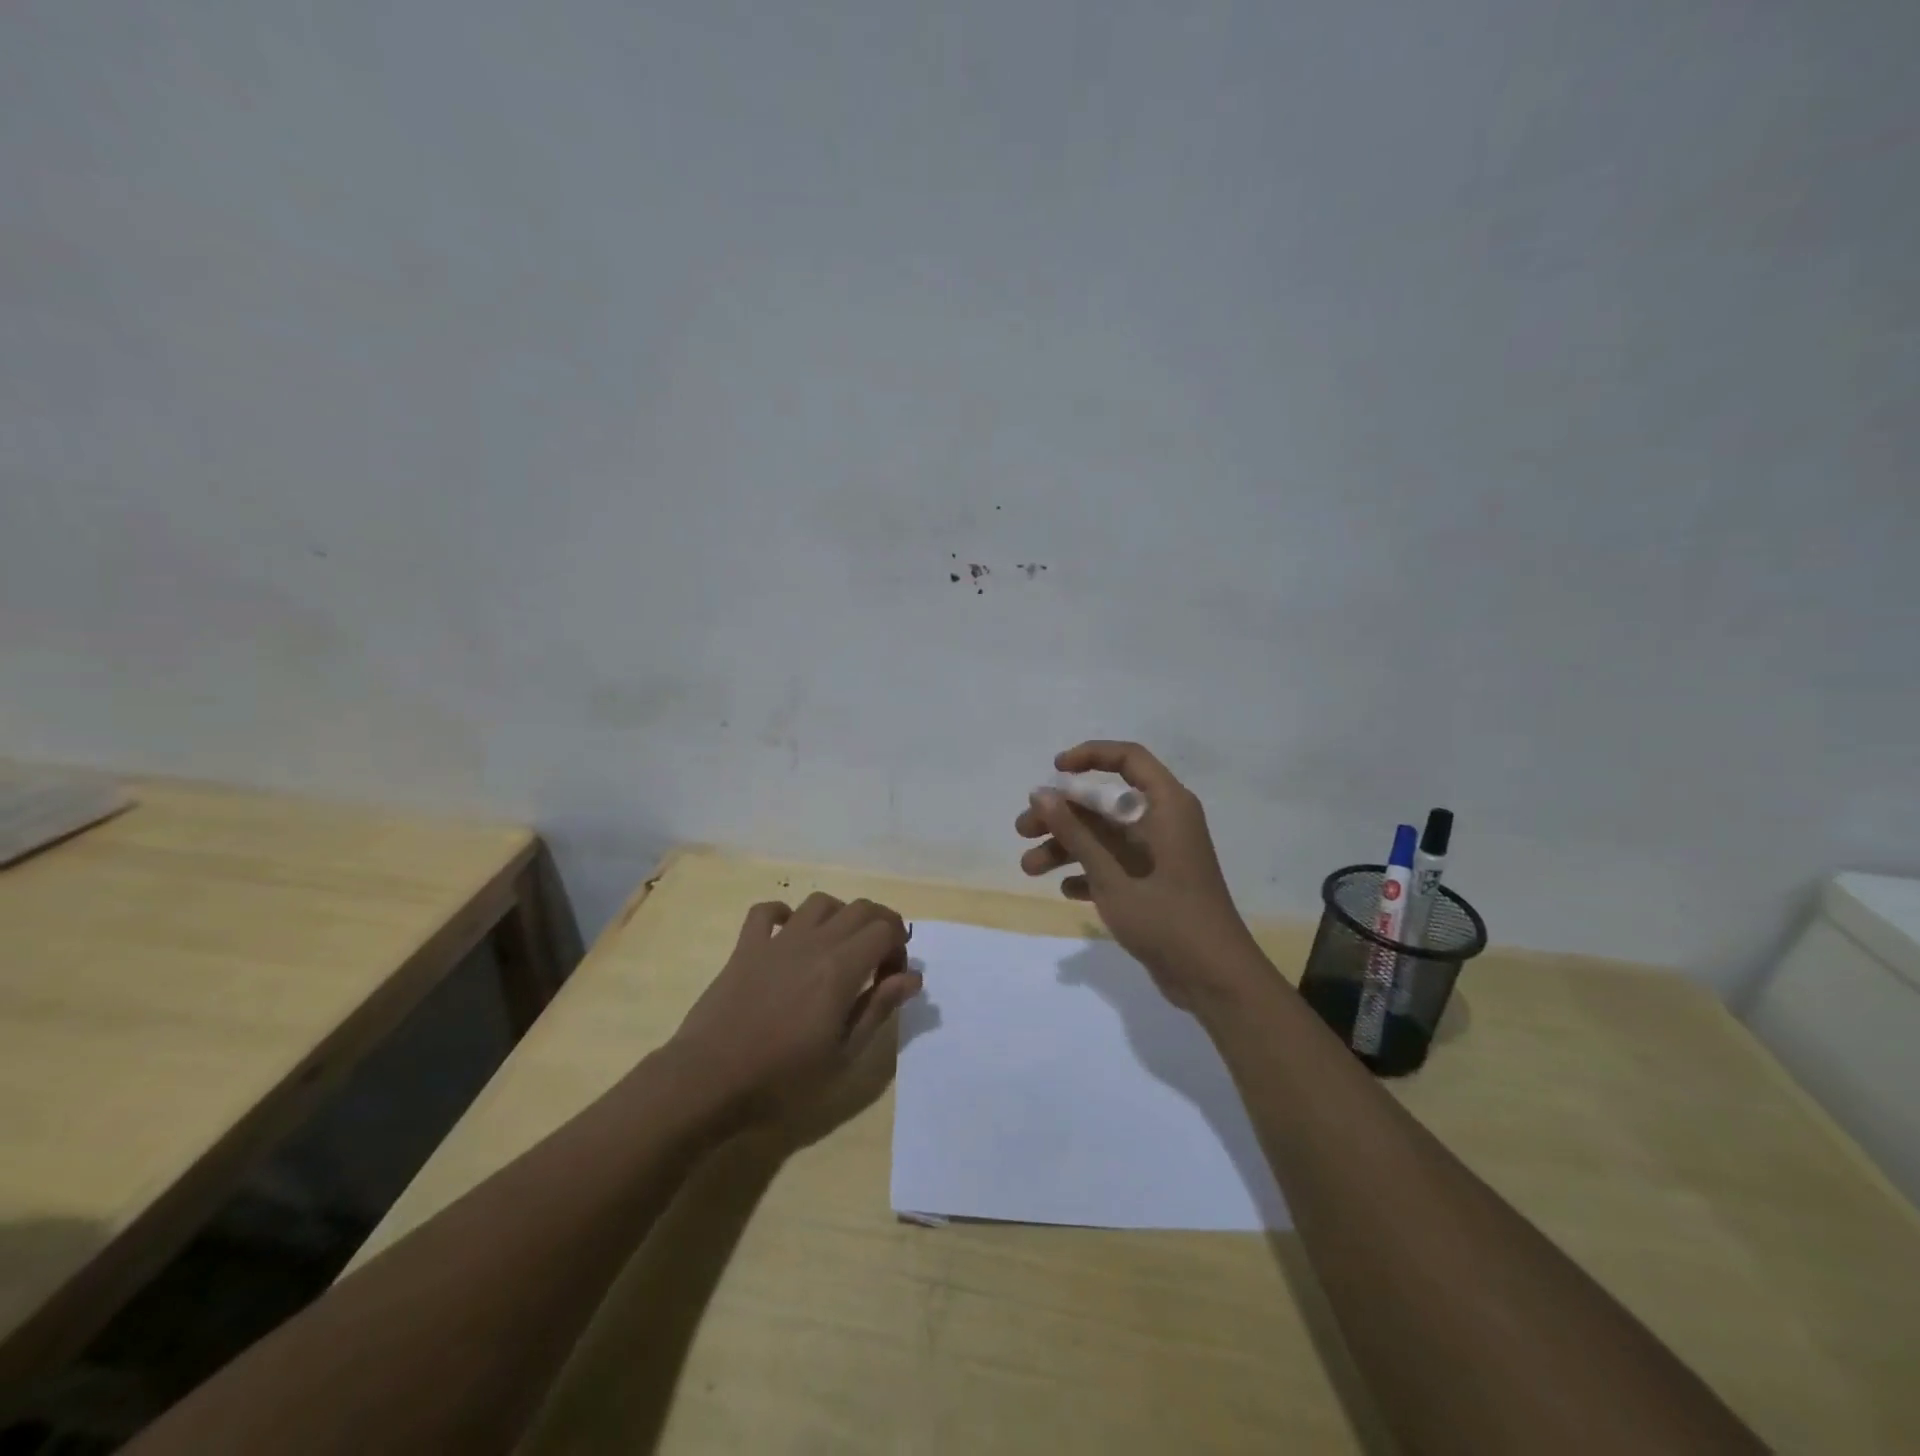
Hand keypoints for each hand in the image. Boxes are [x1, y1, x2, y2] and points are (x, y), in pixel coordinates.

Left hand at [671, 893, 920, 1124]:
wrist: (710, 1080)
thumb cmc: (783, 1078)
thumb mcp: (843, 1054)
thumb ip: (878, 1008)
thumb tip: (913, 977)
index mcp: (842, 967)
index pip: (886, 929)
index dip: (899, 948)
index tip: (893, 979)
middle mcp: (814, 942)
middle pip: (859, 909)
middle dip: (880, 925)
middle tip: (878, 960)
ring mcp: (777, 941)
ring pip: (819, 902)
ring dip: (839, 916)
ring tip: (840, 946)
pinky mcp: (746, 947)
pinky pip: (765, 912)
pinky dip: (783, 913)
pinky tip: (789, 933)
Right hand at [1017, 740, 1261, 1006]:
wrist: (1215, 979)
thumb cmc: (1166, 918)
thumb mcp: (1112, 875)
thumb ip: (1075, 832)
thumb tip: (1040, 792)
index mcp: (1166, 805)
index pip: (1128, 758)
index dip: (1089, 756)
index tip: (1053, 771)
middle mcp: (1164, 822)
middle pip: (1106, 802)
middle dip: (1062, 815)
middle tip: (1023, 830)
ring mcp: (1160, 854)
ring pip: (1105, 836)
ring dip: (1067, 847)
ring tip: (1029, 868)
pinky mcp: (1155, 883)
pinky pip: (1115, 864)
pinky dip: (1089, 872)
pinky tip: (1066, 891)